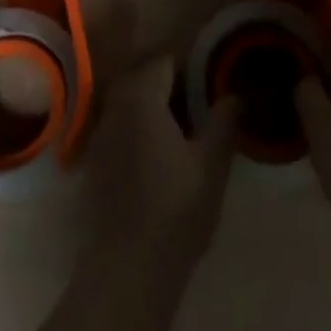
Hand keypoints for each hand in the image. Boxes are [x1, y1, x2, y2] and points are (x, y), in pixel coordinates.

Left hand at [80, 56, 236, 271]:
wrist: (126, 271)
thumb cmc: (174, 211)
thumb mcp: (211, 165)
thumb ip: (223, 122)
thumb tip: (235, 95)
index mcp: (141, 95)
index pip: (166, 60)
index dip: (191, 65)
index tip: (214, 77)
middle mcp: (115, 105)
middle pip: (145, 77)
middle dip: (173, 83)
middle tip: (203, 102)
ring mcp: (101, 133)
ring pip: (132, 101)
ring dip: (156, 106)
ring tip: (187, 128)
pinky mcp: (96, 161)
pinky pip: (122, 126)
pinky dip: (141, 127)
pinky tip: (162, 153)